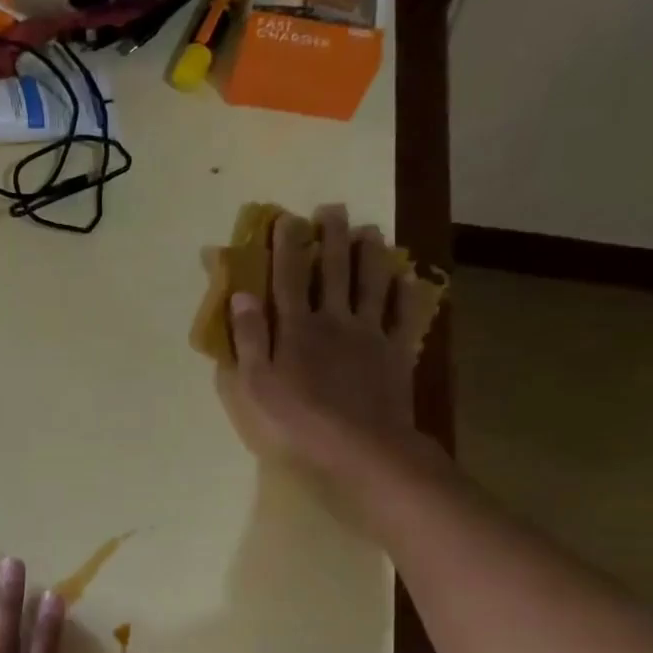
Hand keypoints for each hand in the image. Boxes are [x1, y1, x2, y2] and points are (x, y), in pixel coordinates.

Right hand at [222, 205, 442, 478]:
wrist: (361, 445)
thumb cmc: (299, 418)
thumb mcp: (257, 383)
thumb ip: (250, 337)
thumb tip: (243, 294)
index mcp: (297, 327)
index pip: (288, 277)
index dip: (286, 246)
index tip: (287, 218)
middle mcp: (334, 319)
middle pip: (333, 270)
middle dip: (332, 237)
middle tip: (333, 208)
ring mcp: (370, 333)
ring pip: (371, 284)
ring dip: (371, 254)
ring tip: (371, 230)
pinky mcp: (396, 352)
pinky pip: (404, 316)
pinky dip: (408, 295)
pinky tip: (409, 279)